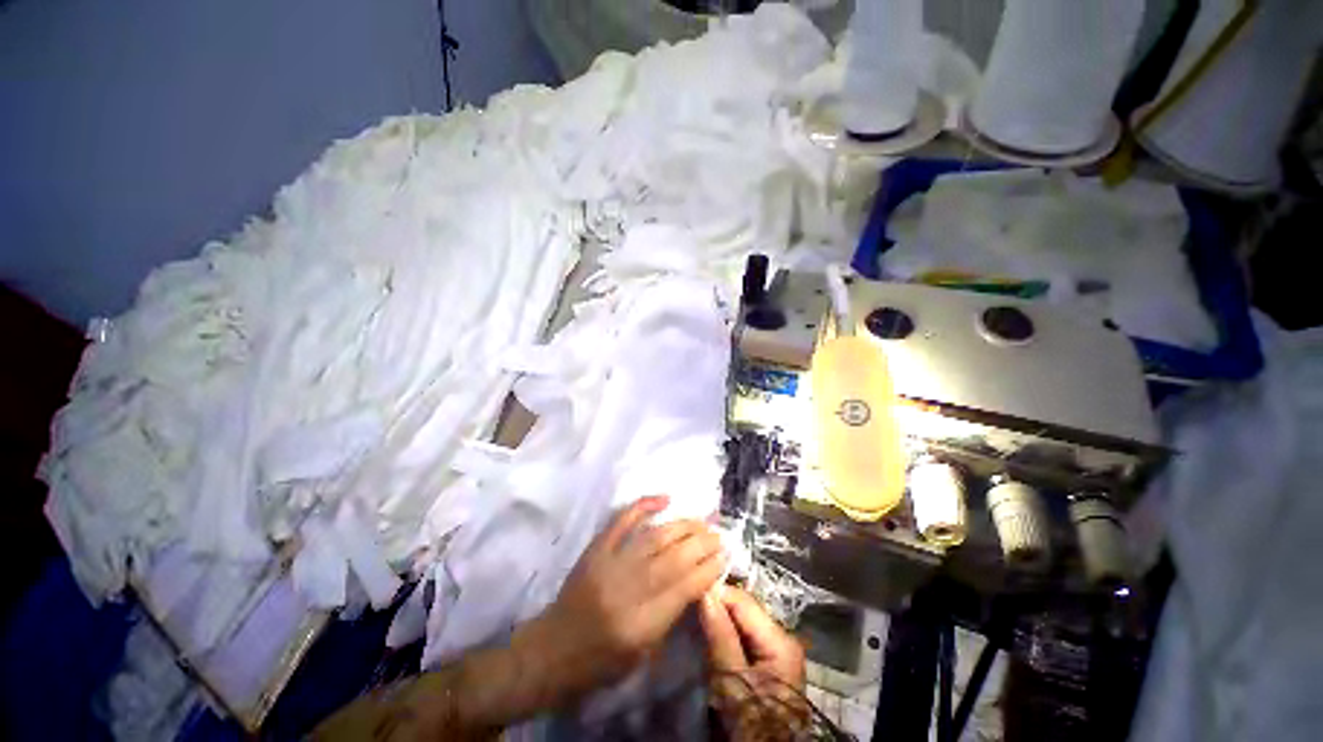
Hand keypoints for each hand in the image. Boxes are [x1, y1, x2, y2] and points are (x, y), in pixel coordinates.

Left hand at [515, 495, 724, 707]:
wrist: (553, 650)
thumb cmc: (602, 662)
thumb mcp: (644, 653)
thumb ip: (671, 615)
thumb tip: (697, 579)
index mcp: (642, 625)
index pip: (686, 588)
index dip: (709, 568)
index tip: (725, 556)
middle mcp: (628, 590)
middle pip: (674, 558)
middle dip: (702, 543)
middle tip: (719, 534)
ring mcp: (610, 564)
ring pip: (655, 536)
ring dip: (683, 525)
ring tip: (702, 521)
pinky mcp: (596, 548)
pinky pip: (622, 520)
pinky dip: (644, 505)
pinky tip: (665, 499)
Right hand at [700, 586, 805, 690]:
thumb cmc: (752, 724)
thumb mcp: (733, 682)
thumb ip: (721, 636)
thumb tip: (706, 593)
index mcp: (780, 640)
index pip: (743, 601)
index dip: (717, 594)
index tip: (690, 594)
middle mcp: (781, 638)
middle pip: (744, 610)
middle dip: (717, 606)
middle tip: (690, 606)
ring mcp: (774, 651)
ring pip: (741, 622)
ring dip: (719, 620)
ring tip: (695, 618)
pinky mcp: (765, 664)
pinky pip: (742, 637)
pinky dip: (724, 634)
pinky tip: (709, 635)